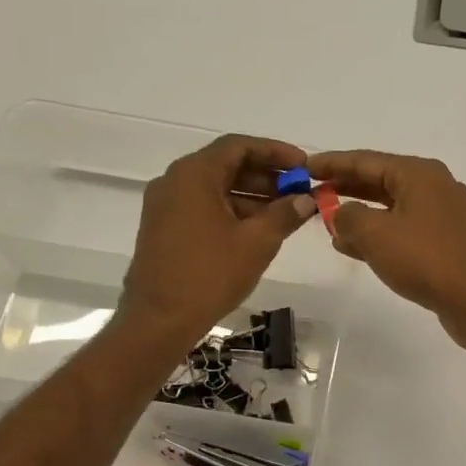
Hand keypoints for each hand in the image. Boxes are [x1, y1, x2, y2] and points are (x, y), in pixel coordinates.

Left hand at [117, 135, 315, 347]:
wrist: (159, 319)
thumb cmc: (210, 275)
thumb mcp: (256, 243)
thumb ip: (284, 215)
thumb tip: (306, 199)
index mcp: (194, 174)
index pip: (239, 146)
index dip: (275, 152)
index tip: (303, 166)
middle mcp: (174, 181)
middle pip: (226, 165)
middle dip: (266, 176)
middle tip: (299, 191)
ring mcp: (165, 205)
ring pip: (215, 189)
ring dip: (251, 196)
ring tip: (285, 214)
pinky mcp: (163, 228)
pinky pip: (203, 207)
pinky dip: (231, 212)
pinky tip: (257, 230)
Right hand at [306, 149, 465, 356]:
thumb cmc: (428, 260)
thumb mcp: (376, 235)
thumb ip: (348, 218)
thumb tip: (339, 213)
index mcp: (419, 174)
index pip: (367, 160)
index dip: (333, 163)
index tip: (306, 167)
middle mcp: (435, 188)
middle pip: (381, 182)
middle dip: (346, 189)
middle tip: (313, 196)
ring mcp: (445, 218)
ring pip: (393, 210)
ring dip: (361, 217)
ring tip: (329, 227)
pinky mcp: (448, 245)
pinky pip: (405, 232)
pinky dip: (380, 236)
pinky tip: (358, 250)